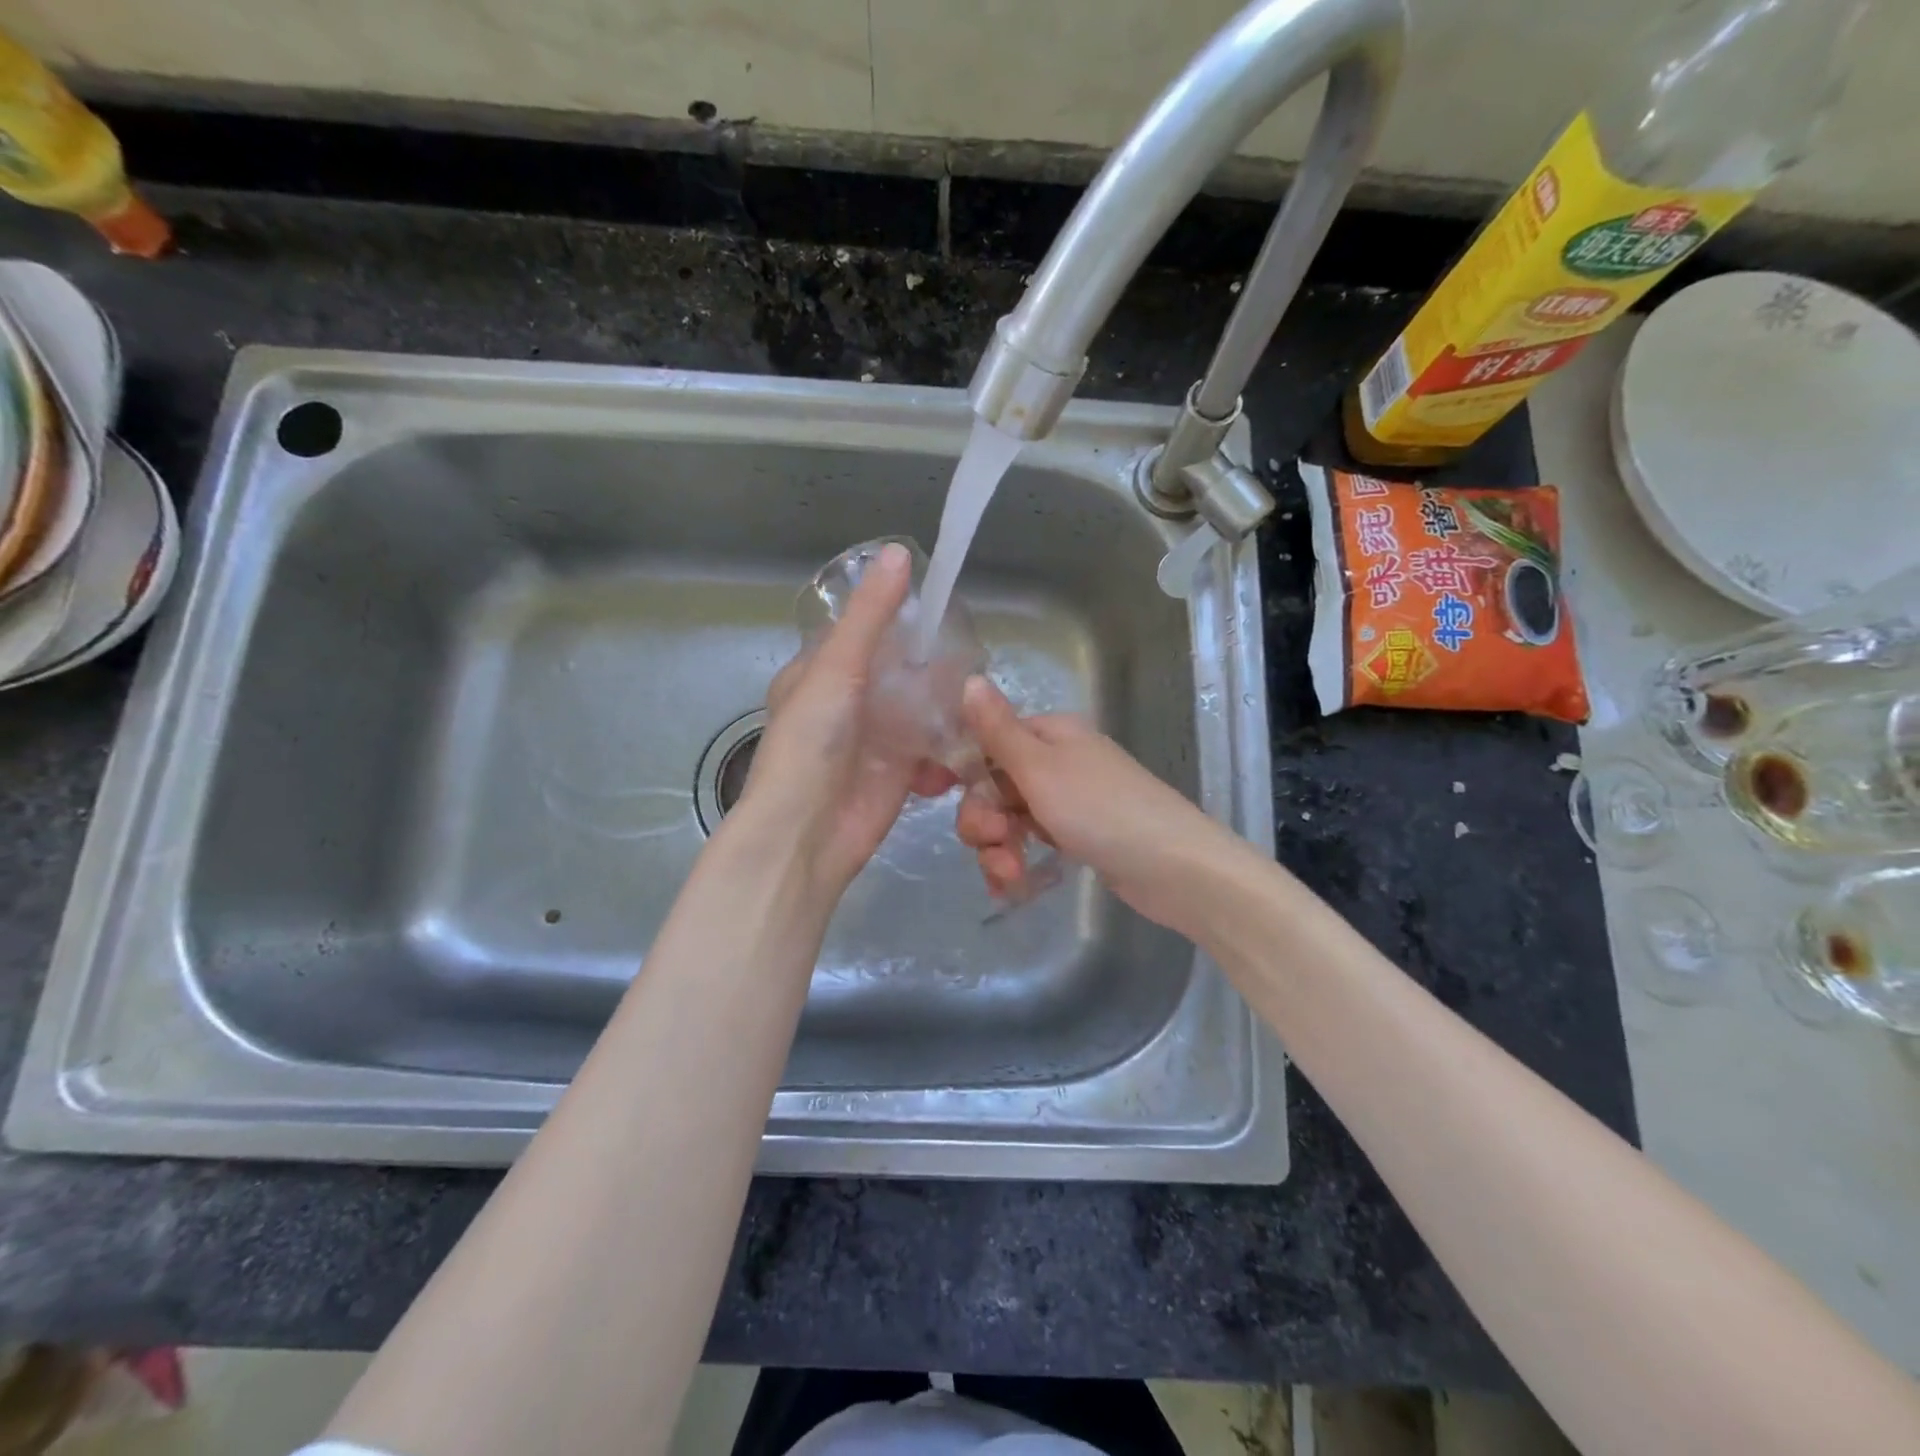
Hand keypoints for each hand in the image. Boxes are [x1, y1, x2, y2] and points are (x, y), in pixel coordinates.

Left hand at [739, 542, 956, 899]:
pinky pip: (933, 746)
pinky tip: (971, 733)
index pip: (865, 632)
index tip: (943, 603)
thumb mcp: (837, 668)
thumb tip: (900, 553)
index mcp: (821, 671)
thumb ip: (870, 616)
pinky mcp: (901, 771)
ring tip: (981, 688)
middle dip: (933, 661)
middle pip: (899, 670)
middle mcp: (849, 701)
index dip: (899, 616)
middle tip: (976, 648)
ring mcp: (877, 737)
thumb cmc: (811, 744)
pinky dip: (950, 741)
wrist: (808, 833)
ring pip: (921, 707)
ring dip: (947, 701)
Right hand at [955, 676, 1242, 933]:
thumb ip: (998, 730)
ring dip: (998, 849)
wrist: (1175, 869)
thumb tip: (969, 679)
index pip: (986, 742)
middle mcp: (1056, 763)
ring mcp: (1067, 802)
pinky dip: (1016, 864)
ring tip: (1010, 874)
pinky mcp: (1077, 837)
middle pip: (993, 785)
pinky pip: (1030, 844)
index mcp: (1050, 735)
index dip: (957, 769)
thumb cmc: (1102, 810)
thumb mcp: (1040, 768)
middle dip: (983, 819)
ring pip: (1008, 820)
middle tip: (995, 840)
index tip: (929, 794)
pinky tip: (1012, 887)